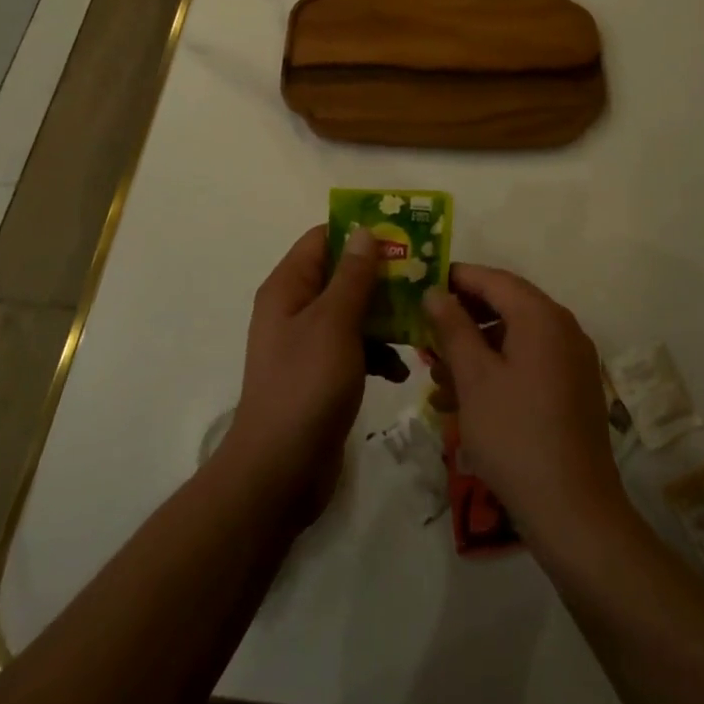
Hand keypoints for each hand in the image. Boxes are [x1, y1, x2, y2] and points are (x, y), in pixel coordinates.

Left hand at [220, 224, 406, 521]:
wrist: (280, 472)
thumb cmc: (306, 385)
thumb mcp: (334, 323)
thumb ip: (352, 276)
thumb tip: (364, 231)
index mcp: (289, 287)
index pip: (323, 238)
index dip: (359, 232)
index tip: (401, 235)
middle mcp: (295, 308)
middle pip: (342, 275)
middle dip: (381, 277)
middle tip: (422, 278)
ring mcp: (308, 344)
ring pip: (353, 312)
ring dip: (384, 317)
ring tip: (420, 323)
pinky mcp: (322, 375)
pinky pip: (354, 348)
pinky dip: (377, 353)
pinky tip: (400, 370)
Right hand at [423, 264, 628, 545]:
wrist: (575, 513)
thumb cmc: (515, 436)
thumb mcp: (474, 379)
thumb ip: (453, 328)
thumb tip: (436, 292)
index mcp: (542, 317)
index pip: (493, 279)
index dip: (456, 279)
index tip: (421, 287)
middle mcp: (563, 328)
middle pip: (505, 306)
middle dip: (462, 321)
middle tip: (425, 336)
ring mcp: (572, 361)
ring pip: (514, 339)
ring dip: (475, 351)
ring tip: (437, 379)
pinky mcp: (572, 391)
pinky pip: (529, 365)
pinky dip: (497, 372)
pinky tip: (464, 401)